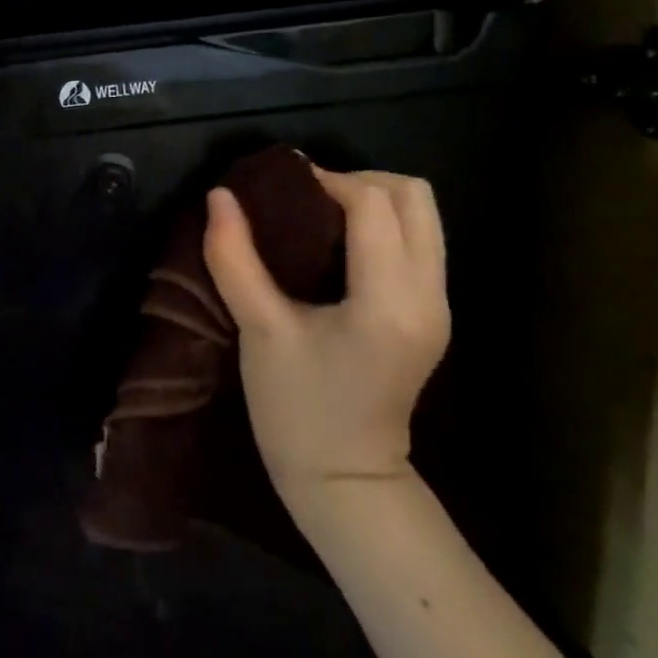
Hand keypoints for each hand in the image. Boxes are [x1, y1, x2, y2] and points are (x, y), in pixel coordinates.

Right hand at [202, 167, 449, 490]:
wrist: (344, 479)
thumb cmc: (297, 408)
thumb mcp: (259, 330)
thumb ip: (235, 258)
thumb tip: (219, 196)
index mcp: (389, 300)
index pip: (373, 204)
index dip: (325, 179)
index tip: (279, 185)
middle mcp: (429, 295)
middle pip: (415, 197)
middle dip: (359, 180)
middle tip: (305, 196)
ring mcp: (439, 305)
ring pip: (424, 217)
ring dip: (373, 200)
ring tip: (318, 214)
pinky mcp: (431, 314)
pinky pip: (418, 242)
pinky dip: (381, 225)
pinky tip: (336, 244)